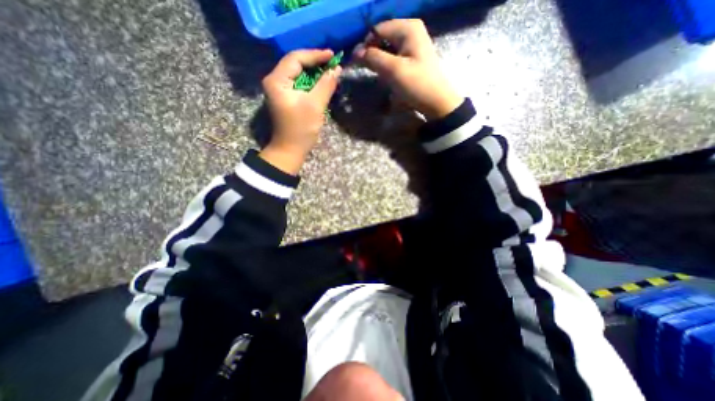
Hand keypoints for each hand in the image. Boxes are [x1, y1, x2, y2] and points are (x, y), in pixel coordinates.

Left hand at [262, 49, 341, 172]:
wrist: (290, 150)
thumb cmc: (301, 129)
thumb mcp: (315, 105)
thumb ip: (326, 85)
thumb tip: (336, 69)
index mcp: (277, 80)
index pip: (296, 58)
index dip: (315, 55)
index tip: (333, 55)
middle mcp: (275, 81)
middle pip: (296, 64)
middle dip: (315, 63)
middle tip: (333, 63)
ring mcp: (279, 90)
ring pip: (298, 74)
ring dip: (314, 73)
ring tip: (330, 72)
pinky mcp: (285, 98)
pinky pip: (299, 84)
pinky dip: (311, 83)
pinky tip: (322, 84)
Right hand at [353, 19, 463, 119]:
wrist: (437, 101)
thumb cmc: (416, 84)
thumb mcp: (393, 70)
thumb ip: (373, 58)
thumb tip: (355, 52)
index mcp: (407, 28)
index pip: (377, 30)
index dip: (365, 45)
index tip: (357, 63)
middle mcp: (410, 30)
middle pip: (382, 38)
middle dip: (372, 53)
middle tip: (366, 70)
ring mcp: (412, 44)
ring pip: (387, 48)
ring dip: (378, 60)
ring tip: (376, 74)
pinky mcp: (412, 57)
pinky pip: (394, 56)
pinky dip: (386, 64)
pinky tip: (385, 75)